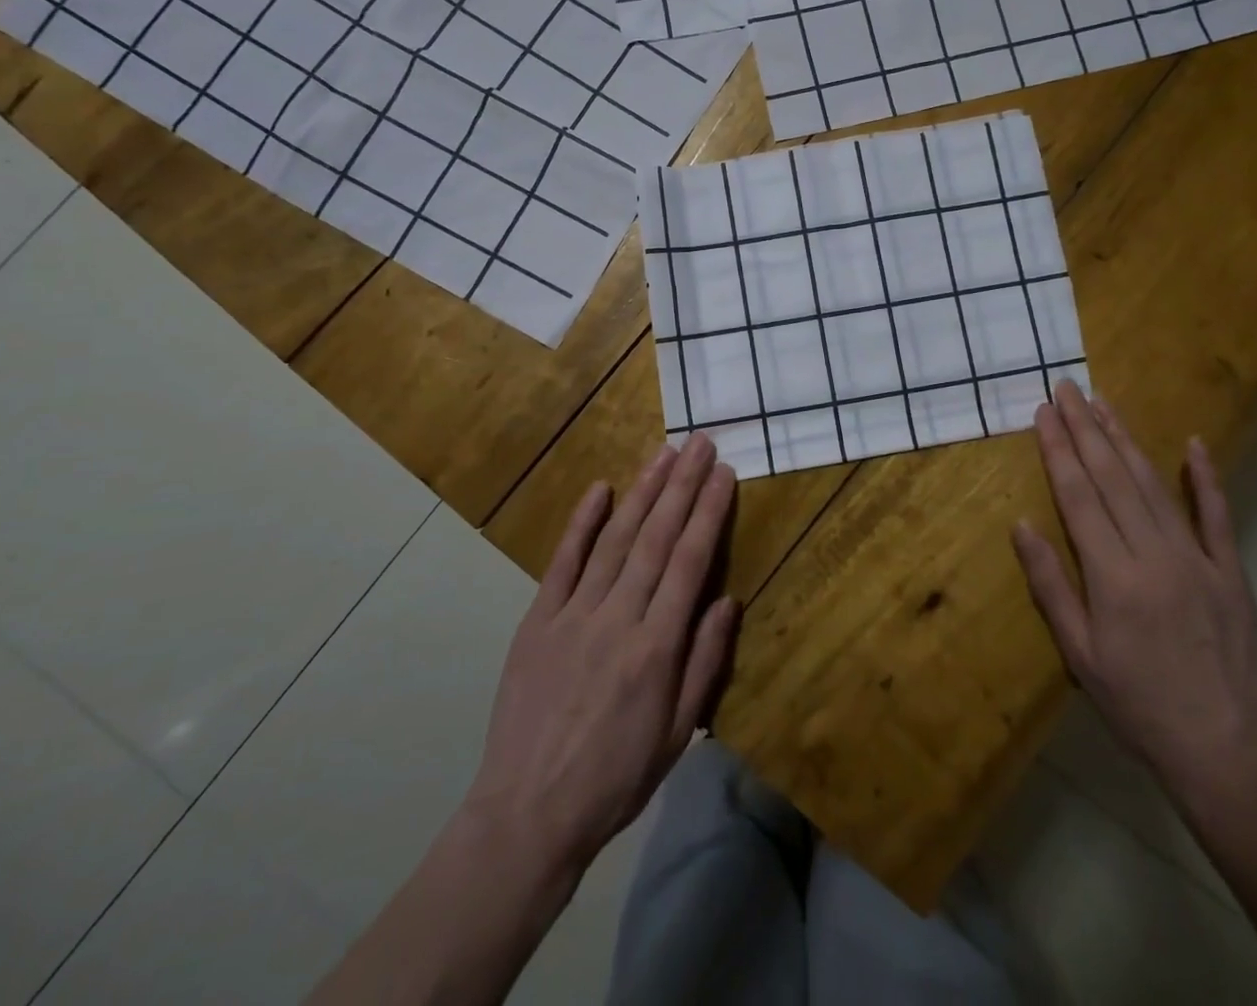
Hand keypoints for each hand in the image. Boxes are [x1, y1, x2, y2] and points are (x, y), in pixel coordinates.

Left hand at [466, 433, 739, 873]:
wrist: (528, 814)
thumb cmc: (616, 778)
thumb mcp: (677, 733)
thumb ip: (704, 661)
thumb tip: (728, 599)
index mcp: (656, 647)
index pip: (690, 563)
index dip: (708, 513)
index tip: (724, 474)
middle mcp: (618, 618)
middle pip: (656, 538)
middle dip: (682, 486)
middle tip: (700, 443)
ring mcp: (573, 614)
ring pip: (616, 539)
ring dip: (643, 492)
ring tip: (664, 454)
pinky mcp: (538, 620)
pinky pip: (563, 562)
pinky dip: (582, 523)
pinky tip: (601, 489)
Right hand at [1012, 381, 1256, 802]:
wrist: (1225, 751)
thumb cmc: (1137, 705)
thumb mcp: (1079, 655)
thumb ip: (1050, 585)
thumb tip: (1022, 525)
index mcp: (1113, 577)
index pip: (1079, 496)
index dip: (1058, 450)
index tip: (1044, 412)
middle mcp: (1155, 555)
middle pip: (1113, 478)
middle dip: (1086, 429)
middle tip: (1067, 389)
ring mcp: (1198, 560)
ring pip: (1154, 485)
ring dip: (1126, 440)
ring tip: (1103, 404)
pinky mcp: (1231, 572)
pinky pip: (1217, 515)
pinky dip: (1205, 477)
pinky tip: (1193, 444)